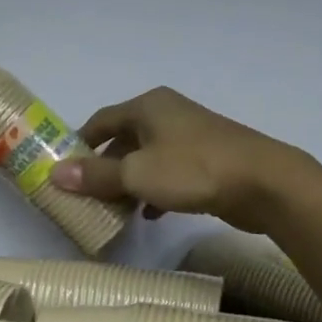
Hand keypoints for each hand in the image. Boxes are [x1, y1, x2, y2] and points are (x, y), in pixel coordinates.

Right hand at [49, 87, 307, 230]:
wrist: (266, 183)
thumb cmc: (193, 169)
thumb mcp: (137, 174)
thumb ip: (96, 175)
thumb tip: (55, 174)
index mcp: (148, 107)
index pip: (101, 120)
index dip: (80, 143)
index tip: (64, 168)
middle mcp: (168, 114)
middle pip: (124, 140)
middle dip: (104, 167)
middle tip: (87, 194)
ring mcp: (191, 136)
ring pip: (147, 158)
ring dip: (129, 182)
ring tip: (114, 208)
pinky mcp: (209, 159)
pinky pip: (170, 172)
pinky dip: (155, 190)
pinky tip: (150, 214)